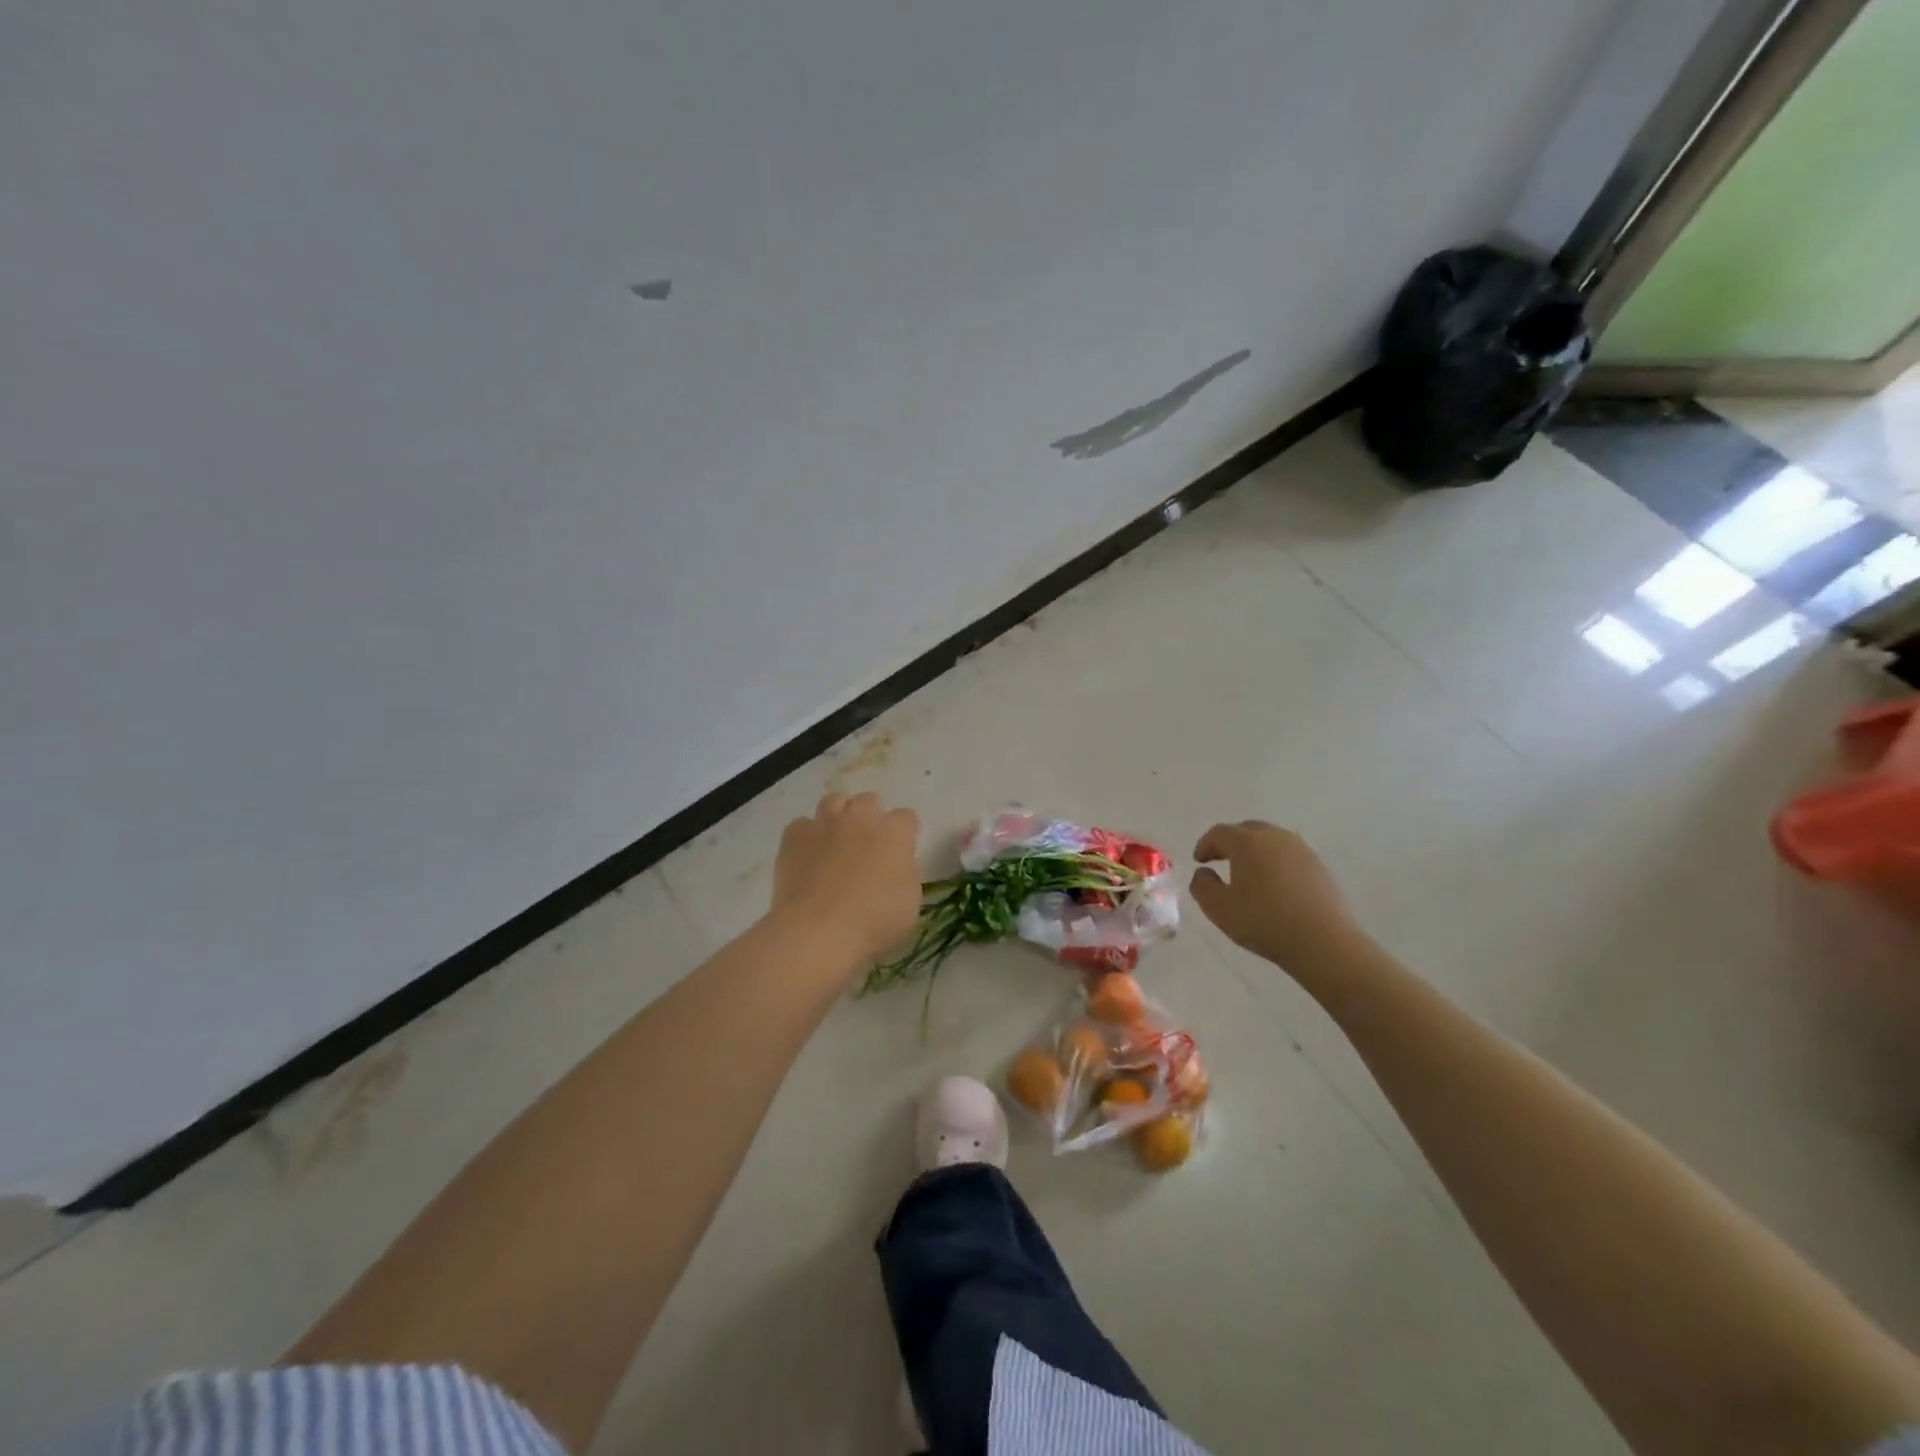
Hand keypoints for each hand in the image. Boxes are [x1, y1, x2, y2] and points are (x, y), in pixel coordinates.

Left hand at [771, 792, 921, 967]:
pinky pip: (802, 825)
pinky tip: (807, 855)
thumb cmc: (874, 922)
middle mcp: (861, 818)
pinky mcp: (794, 836)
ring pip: (834, 801)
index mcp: (895, 833)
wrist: (818, 930)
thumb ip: (905, 876)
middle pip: (869, 801)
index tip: (900, 853)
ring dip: (838, 815)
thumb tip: (895, 868)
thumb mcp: (910, 904)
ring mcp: (825, 823)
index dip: (904, 834)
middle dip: (870, 817)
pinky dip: (806, 836)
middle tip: (867, 845)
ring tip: (836, 840)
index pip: (907, 818)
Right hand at [1189, 820, 1359, 969]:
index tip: (1199, 861)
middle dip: (1230, 842)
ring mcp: (1301, 850)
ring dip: (1255, 851)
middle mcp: (1274, 837)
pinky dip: (1275, 862)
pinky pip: (1289, 855)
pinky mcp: (1319, 866)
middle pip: (1247, 830)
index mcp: (1247, 842)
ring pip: (1271, 840)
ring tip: (1248, 873)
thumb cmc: (1264, 922)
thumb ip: (1202, 885)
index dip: (1205, 845)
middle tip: (1221, 860)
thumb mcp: (1219, 909)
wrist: (1324, 941)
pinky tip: (1274, 885)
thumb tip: (1204, 872)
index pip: (1219, 833)